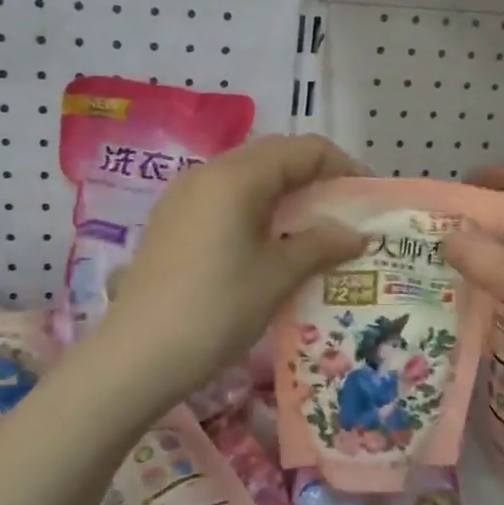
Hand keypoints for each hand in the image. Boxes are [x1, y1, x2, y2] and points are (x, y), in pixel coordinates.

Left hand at [100, 135, 367, 395]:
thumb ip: (321, 245)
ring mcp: (184, 195)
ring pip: (247, 176)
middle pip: (274, 155)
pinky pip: (224, 197)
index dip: (342, 166)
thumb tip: (357, 233)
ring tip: (310, 229)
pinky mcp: (171, 220)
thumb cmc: (216, 309)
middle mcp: (208, 172)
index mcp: (237, 176)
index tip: (367, 197)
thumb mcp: (277, 276)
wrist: (136, 356)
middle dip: (314, 176)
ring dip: (284, 192)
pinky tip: (267, 243)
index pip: (303, 149)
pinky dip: (256, 207)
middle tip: (342, 212)